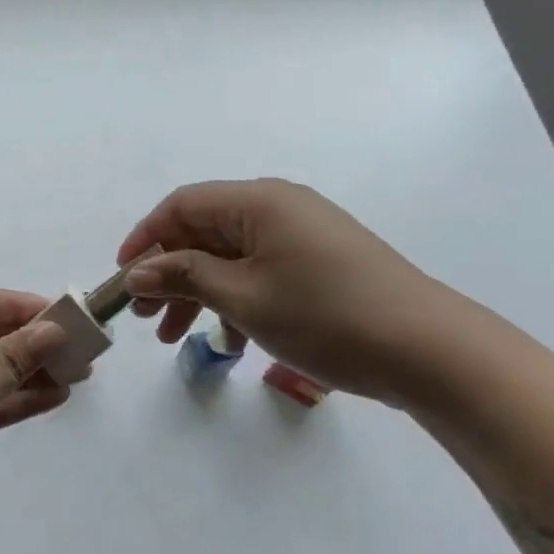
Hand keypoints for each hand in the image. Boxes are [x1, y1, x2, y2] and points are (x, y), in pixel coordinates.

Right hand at [117, 179, 467, 404]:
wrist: (430, 351)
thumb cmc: (325, 316)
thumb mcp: (243, 298)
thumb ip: (183, 277)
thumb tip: (137, 271)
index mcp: (258, 202)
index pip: (181, 206)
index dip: (145, 238)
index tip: (123, 278)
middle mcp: (278, 207)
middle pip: (203, 231)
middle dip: (168, 272)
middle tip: (144, 316)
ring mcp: (302, 234)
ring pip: (229, 256)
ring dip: (197, 291)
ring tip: (174, 337)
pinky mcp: (320, 262)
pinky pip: (259, 270)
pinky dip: (234, 298)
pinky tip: (228, 339)